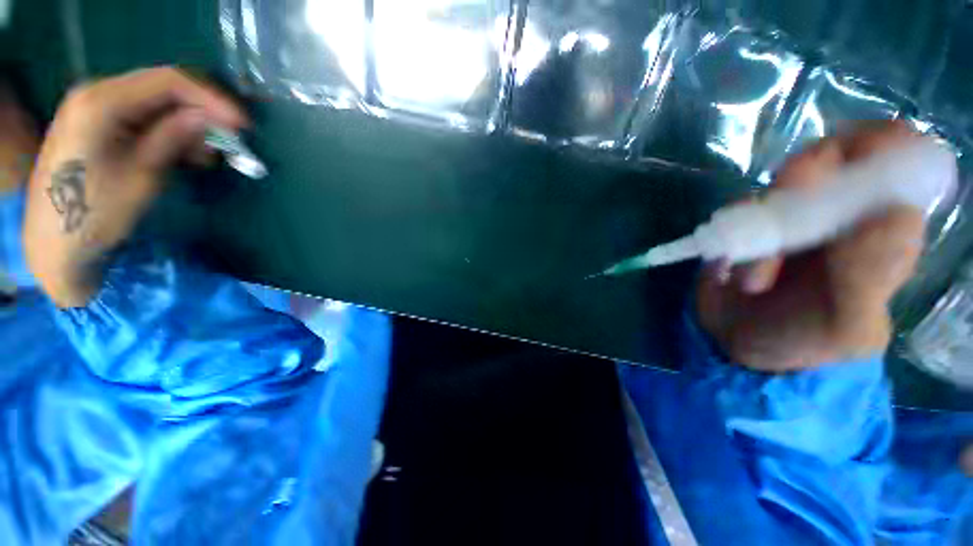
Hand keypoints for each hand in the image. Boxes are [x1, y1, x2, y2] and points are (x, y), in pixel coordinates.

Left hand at [23, 67, 246, 307]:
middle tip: (230, 141)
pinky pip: (143, 117)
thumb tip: (211, 119)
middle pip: (162, 87)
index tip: (243, 125)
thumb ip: (173, 138)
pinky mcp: (97, 124)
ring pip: (156, 103)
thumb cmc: (95, 213)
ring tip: (209, 155)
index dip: (211, 99)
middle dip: (202, 111)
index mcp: (101, 101)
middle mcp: (96, 92)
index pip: (168, 82)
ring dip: (188, 124)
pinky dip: (170, 131)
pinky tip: (186, 154)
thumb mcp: (142, 175)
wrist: (53, 242)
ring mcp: (94, 107)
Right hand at [697, 122, 927, 370]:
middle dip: (801, 186)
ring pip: (779, 184)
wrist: (744, 345)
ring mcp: (792, 215)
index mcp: (884, 229)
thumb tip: (889, 208)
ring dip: (758, 226)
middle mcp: (842, 211)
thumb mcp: (846, 327)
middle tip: (780, 227)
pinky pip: (738, 207)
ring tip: (753, 280)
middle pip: (831, 156)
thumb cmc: (804, 341)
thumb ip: (872, 276)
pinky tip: (729, 270)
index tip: (843, 169)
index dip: (875, 145)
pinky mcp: (749, 224)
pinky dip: (730, 234)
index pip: (896, 156)